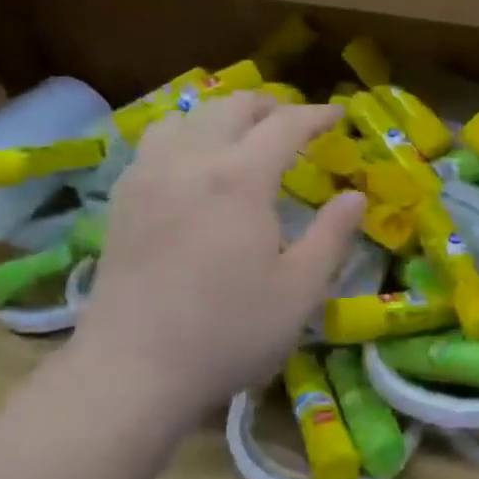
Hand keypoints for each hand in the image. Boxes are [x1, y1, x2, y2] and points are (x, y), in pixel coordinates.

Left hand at [63, 94, 364, 437]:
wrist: (132, 372)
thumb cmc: (228, 332)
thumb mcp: (300, 290)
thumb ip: (333, 235)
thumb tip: (356, 195)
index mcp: (240, 179)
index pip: (285, 124)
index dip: (316, 115)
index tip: (338, 114)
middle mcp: (190, 162)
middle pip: (231, 107)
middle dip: (269, 105)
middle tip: (295, 122)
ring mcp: (148, 178)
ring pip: (187, 117)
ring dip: (223, 115)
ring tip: (243, 135)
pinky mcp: (122, 201)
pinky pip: (154, 142)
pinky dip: (185, 134)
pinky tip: (193, 164)